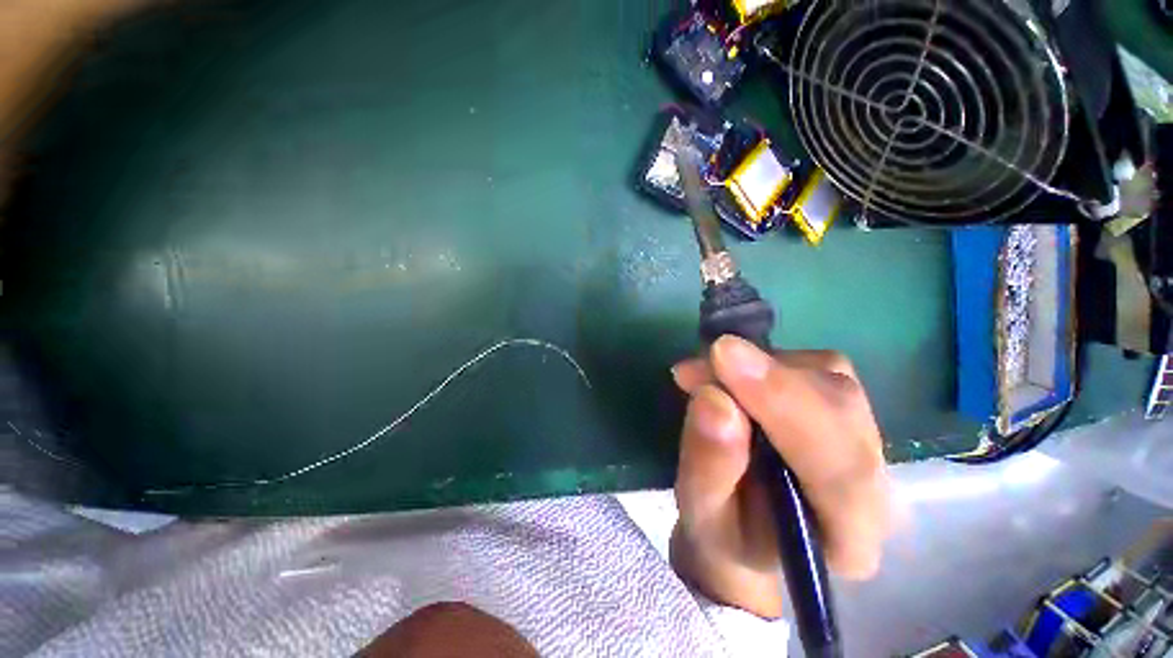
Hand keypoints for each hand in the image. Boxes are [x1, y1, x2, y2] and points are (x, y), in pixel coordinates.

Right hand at [669, 335, 891, 618]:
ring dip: (759, 367)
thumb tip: (714, 398)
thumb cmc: (724, 532)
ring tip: (703, 376)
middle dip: (768, 378)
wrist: (747, 528)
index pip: (841, 467)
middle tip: (702, 364)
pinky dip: (761, 360)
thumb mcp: (701, 514)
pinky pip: (811, 366)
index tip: (725, 357)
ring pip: (828, 378)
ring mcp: (864, 439)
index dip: (783, 403)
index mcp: (850, 536)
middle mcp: (875, 485)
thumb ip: (709, 465)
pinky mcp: (842, 405)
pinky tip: (726, 373)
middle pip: (841, 409)